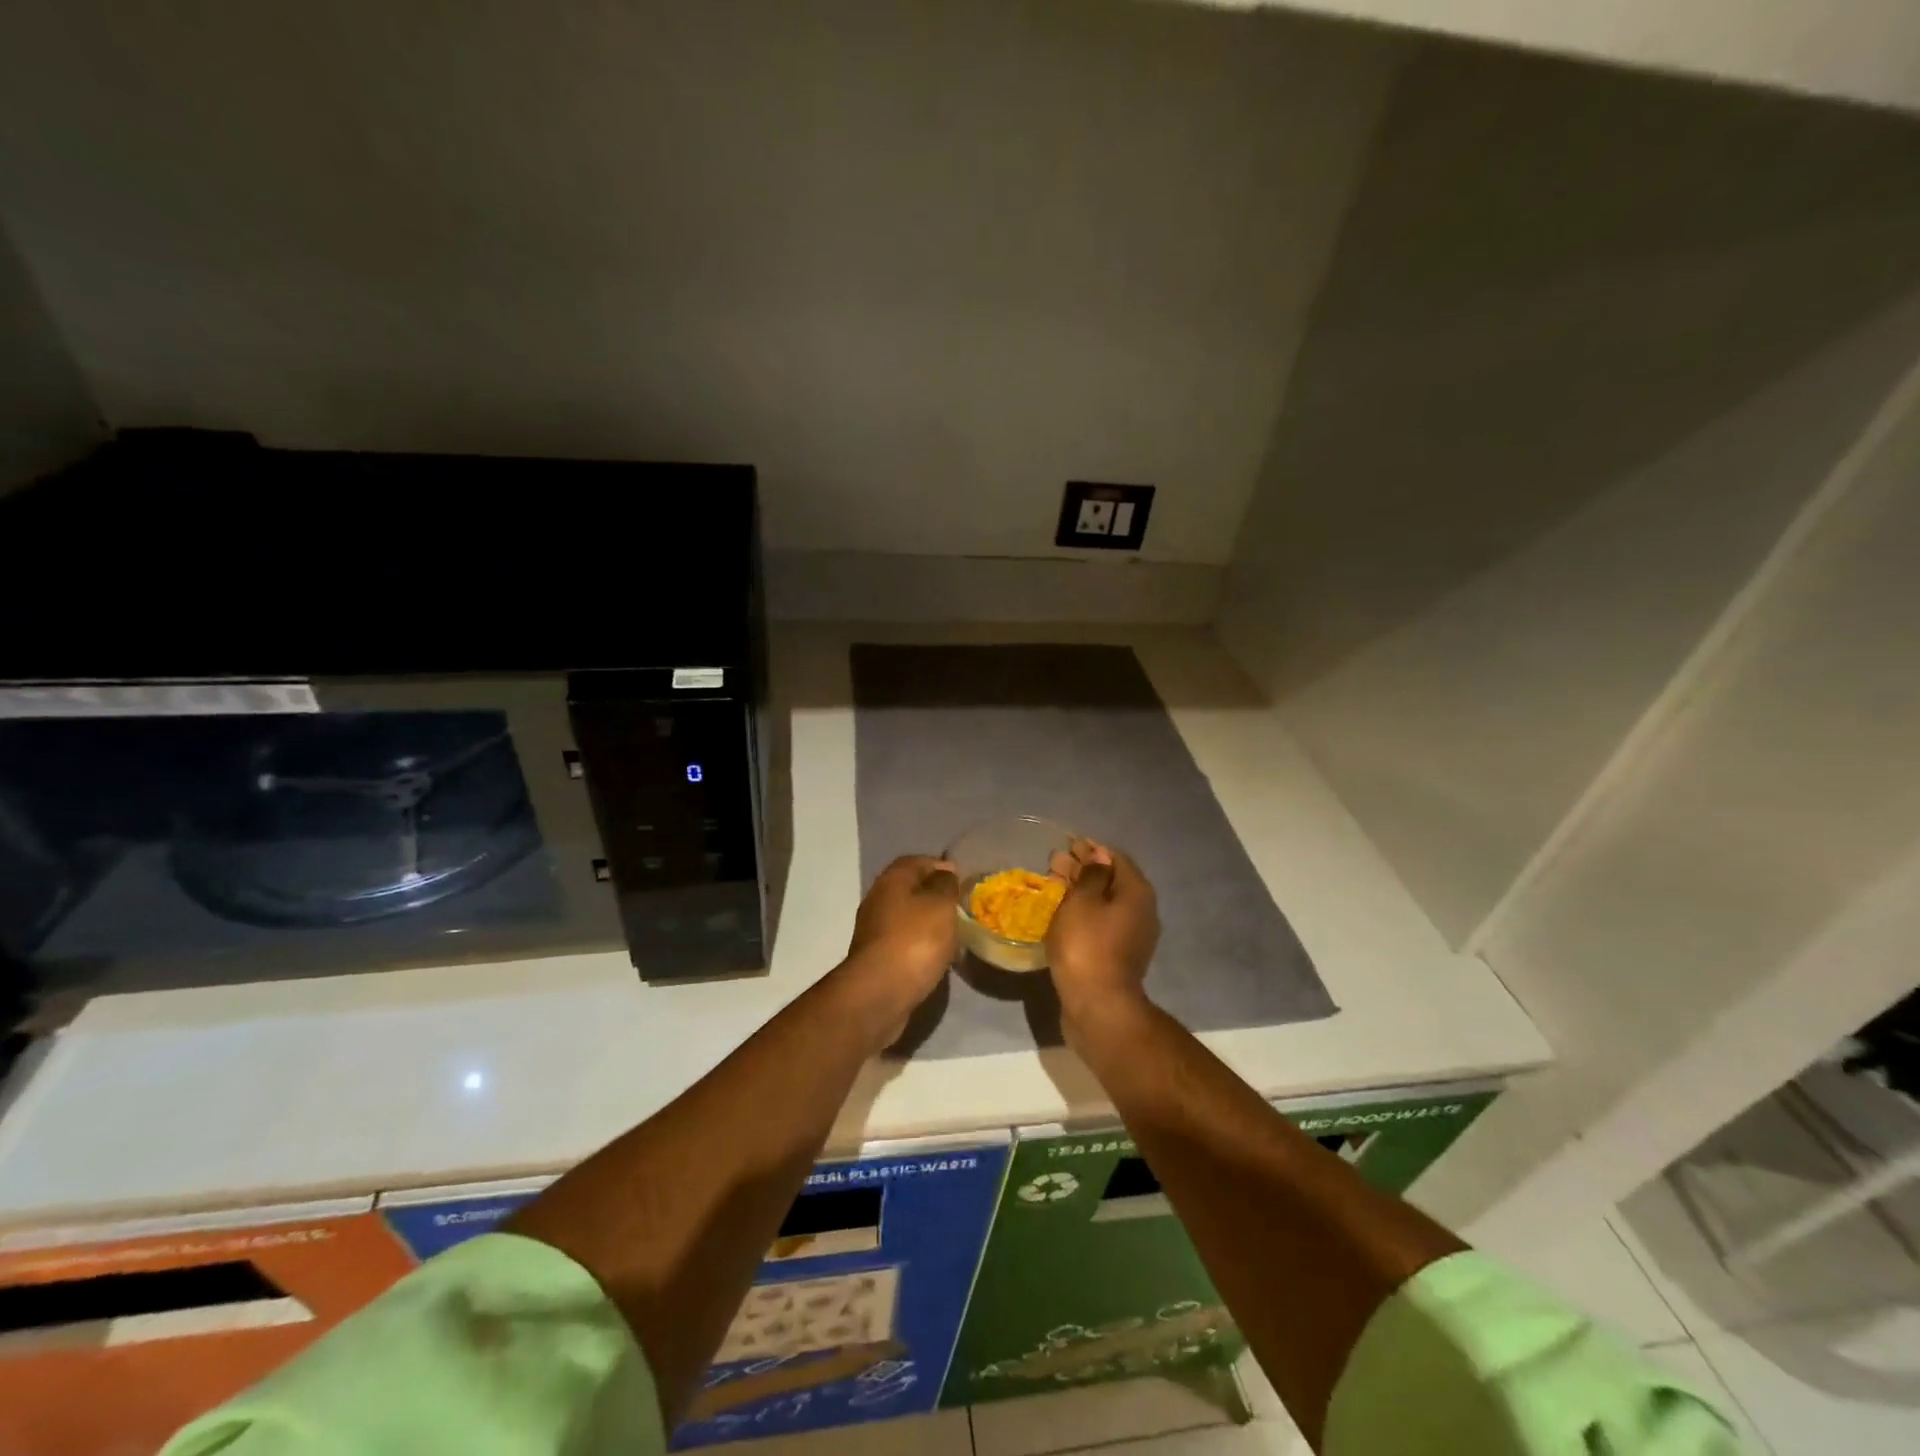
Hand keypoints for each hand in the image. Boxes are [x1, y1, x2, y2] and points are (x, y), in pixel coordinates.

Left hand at [840, 855, 960, 1035]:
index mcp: (891, 881)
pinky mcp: (877, 959)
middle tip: (961, 907)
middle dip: (935, 897)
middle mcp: (878, 901)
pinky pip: (905, 944)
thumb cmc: (914, 940)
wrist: (880, 993)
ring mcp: (874, 932)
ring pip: (908, 919)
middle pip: (910, 890)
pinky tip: (939, 958)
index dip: (939, 866)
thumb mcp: (941, 905)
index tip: (962, 878)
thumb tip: (945, 874)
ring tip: (956, 935)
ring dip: (930, 924)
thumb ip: (946, 885)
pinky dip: (922, 946)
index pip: (916, 862)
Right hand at [1046, 839, 1158, 1027]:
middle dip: (1083, 868)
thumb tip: (1099, 856)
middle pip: (1111, 880)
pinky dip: (1083, 912)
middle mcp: (1142, 911)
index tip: (1067, 845)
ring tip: (1053, 884)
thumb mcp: (1083, 902)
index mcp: (1137, 892)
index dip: (1090, 849)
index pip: (1115, 858)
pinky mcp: (1119, 955)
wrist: (1097, 1006)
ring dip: (1080, 891)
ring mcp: (1132, 936)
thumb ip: (1090, 874)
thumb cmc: (1087, 945)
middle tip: (1054, 863)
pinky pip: (1101, 923)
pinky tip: (1062, 912)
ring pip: (1105, 903)